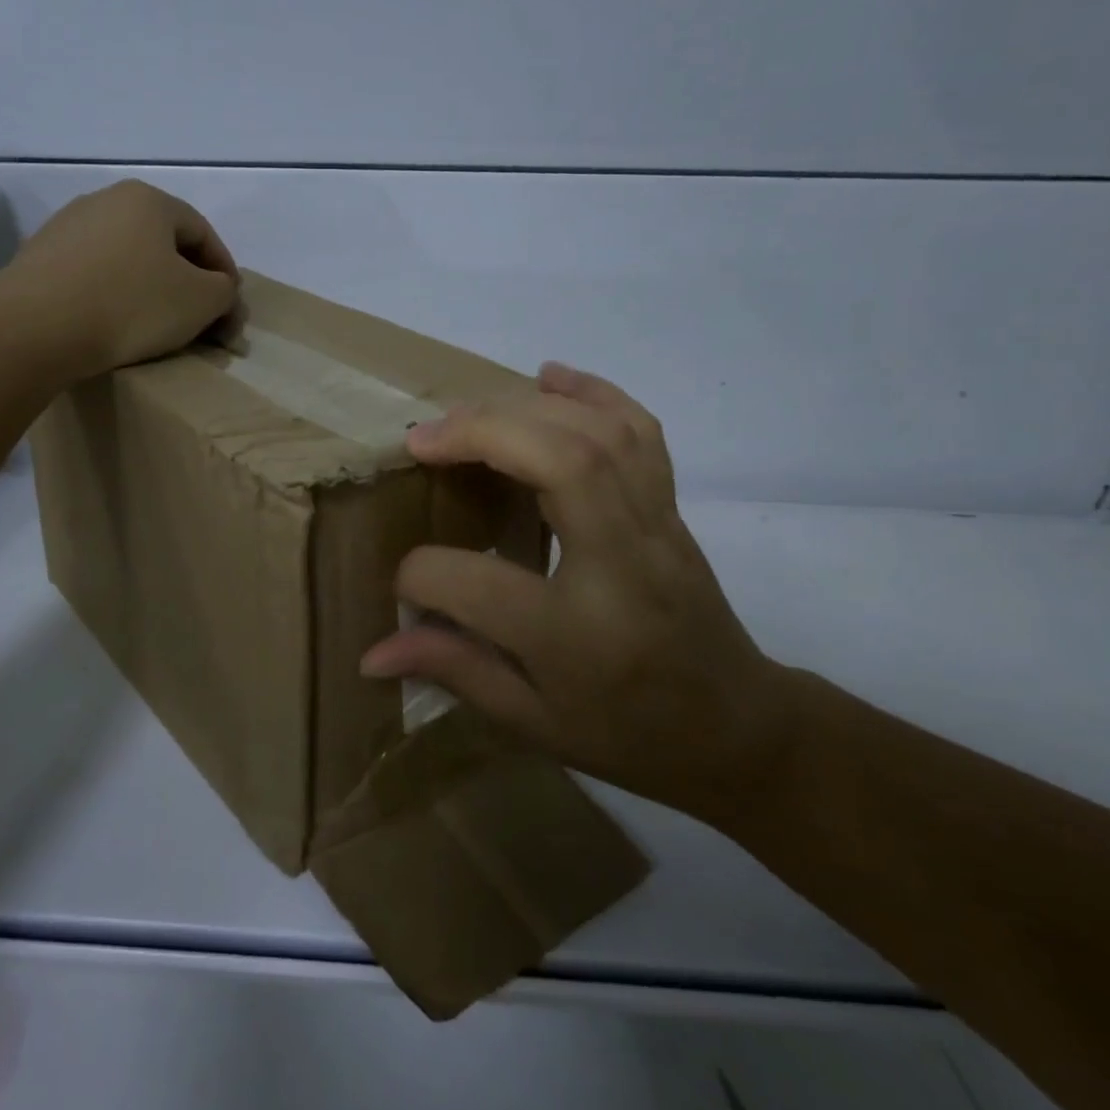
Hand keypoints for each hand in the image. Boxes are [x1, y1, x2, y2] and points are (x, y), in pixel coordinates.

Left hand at [9, 180, 241, 377]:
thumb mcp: (201, 301)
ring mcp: (66, 227)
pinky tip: (113, 325)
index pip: (204, 234)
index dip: (226, 274)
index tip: (230, 312)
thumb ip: (224, 292)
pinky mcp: (39, 258)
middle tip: (199, 322)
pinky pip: (94, 276)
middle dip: (188, 284)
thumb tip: (220, 292)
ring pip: (128, 260)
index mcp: (149, 199)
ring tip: (156, 328)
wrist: (35, 327)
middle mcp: (105, 200)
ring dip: (150, 290)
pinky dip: (113, 297)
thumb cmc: (131, 304)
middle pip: (164, 245)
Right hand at [359, 362, 794, 821]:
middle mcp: (623, 566)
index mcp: (577, 637)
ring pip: (599, 434)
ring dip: (523, 407)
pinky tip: (549, 377)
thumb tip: (371, 653)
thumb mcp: (534, 723)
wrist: (738, 728)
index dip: (419, 577)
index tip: (402, 582)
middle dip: (479, 434)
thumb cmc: (628, 732)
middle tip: (421, 439)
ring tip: (466, 414)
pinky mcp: (672, 506)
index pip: (476, 584)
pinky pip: (641, 430)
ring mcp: (656, 527)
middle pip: (559, 464)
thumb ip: (453, 671)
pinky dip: (593, 391)